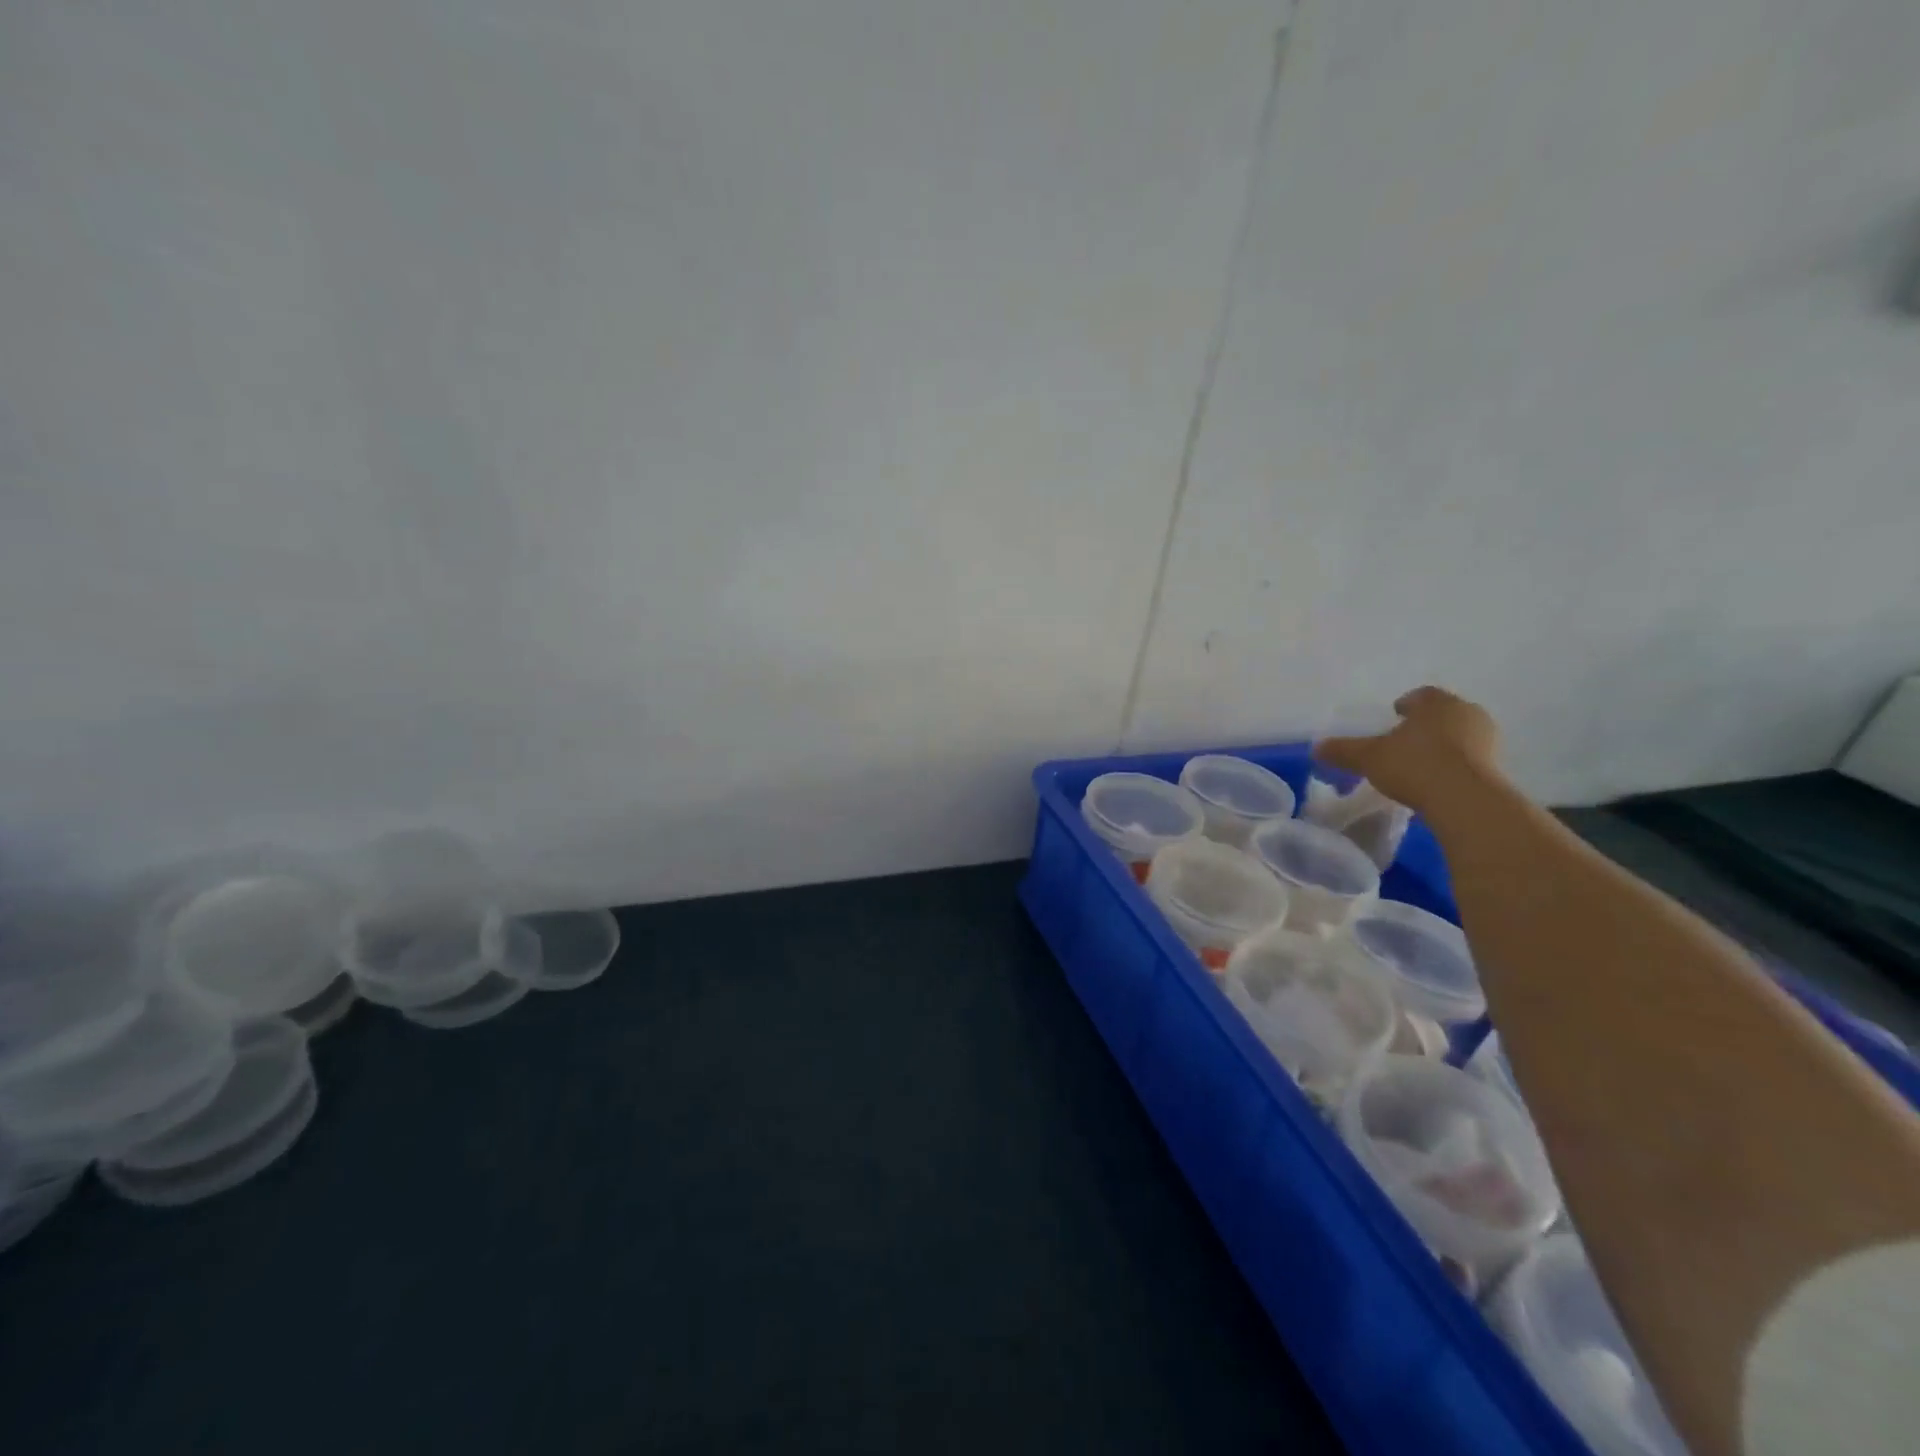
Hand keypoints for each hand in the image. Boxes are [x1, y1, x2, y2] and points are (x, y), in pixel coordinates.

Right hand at [1314, 687, 1503, 816]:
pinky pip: (1471, 758)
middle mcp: (1465, 712)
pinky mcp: (1498, 766)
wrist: (1466, 800)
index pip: (1421, 695)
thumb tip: (1316, 747)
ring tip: (1422, 761)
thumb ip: (1343, 750)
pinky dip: (1456, 763)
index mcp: (1436, 702)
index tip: (1395, 714)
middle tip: (1406, 737)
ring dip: (1444, 743)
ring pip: (1460, 734)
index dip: (1406, 703)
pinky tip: (1438, 779)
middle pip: (1443, 712)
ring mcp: (1487, 739)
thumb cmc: (1414, 765)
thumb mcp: (1369, 758)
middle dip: (1426, 723)